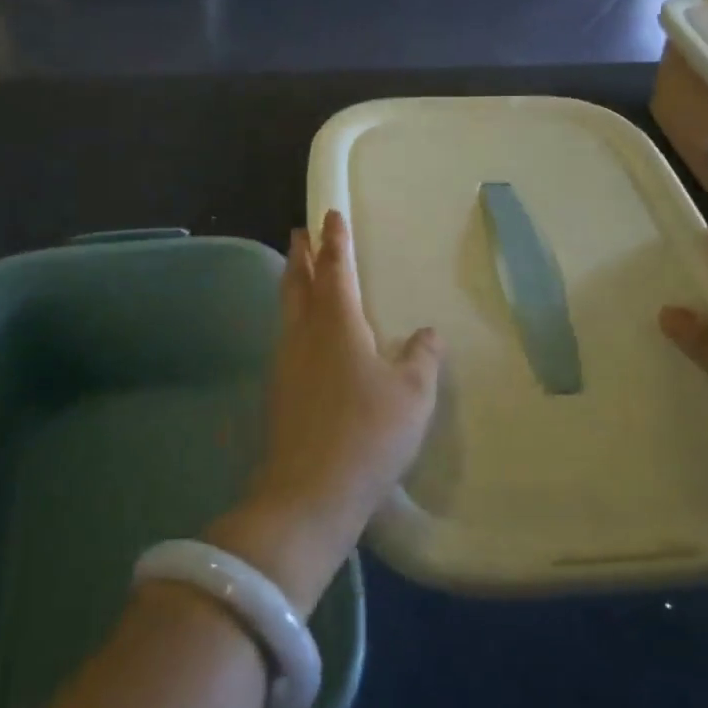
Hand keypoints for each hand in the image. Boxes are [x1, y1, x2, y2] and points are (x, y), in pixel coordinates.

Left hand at [210, 211, 440, 614]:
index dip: (335, 241)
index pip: (335, 269)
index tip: (330, 215)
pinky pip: (288, 338)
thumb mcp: (413, 394)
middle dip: (301, 255)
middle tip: (300, 233)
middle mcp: (304, 334)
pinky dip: (295, 320)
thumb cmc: (368, 433)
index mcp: (337, 323)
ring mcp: (286, 363)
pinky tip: (306, 337)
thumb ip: (422, 357)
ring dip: (294, 285)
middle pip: (298, 283)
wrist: (310, 492)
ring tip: (301, 275)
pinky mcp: (280, 391)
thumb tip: (427, 333)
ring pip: (288, 310)